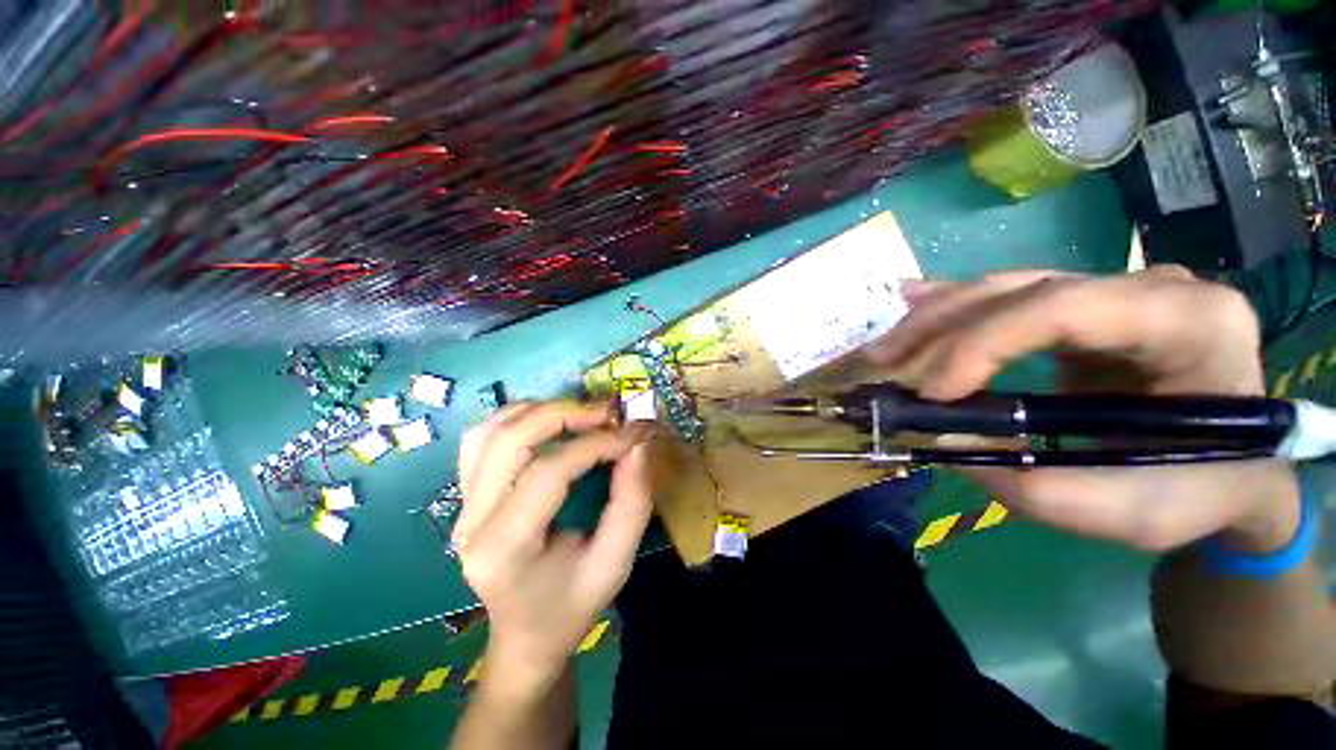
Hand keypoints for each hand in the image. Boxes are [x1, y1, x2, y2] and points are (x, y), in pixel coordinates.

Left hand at [455, 402, 654, 695]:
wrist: (525, 636)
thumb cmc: (571, 607)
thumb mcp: (614, 564)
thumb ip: (631, 503)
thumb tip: (639, 444)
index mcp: (505, 549)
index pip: (549, 472)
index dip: (596, 444)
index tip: (635, 434)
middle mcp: (472, 521)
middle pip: (509, 440)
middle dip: (564, 414)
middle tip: (607, 413)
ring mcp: (462, 505)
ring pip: (489, 431)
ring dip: (539, 410)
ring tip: (581, 414)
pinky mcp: (466, 495)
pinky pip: (482, 439)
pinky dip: (517, 418)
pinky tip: (548, 423)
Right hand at [866, 267, 1299, 553]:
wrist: (1238, 471)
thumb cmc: (1204, 492)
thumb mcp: (1132, 512)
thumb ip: (1039, 487)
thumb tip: (946, 442)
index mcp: (1190, 322)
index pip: (1065, 308)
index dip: (984, 343)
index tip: (931, 394)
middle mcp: (1151, 288)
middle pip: (1022, 291)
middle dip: (941, 329)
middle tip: (883, 364)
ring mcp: (1115, 293)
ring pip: (1005, 289)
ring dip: (934, 320)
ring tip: (883, 351)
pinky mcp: (1083, 309)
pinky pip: (1007, 298)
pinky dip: (952, 306)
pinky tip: (911, 301)